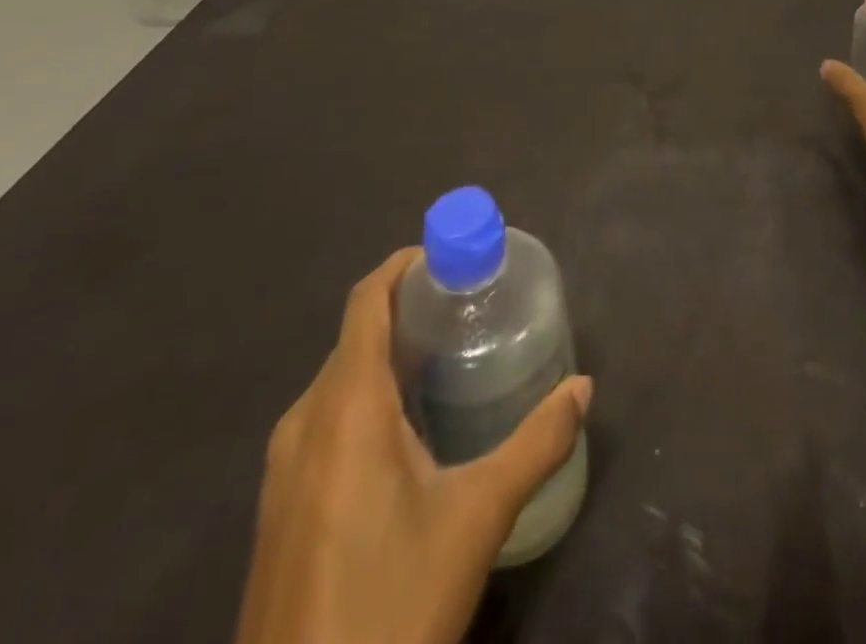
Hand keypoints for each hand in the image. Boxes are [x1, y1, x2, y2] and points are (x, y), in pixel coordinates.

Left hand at [236, 249, 592, 643]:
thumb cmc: (391, 605)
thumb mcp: (477, 518)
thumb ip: (537, 443)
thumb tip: (584, 388)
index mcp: (345, 406)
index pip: (368, 299)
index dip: (406, 266)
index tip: (454, 259)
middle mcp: (305, 421)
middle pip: (357, 335)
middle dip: (410, 310)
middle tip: (470, 309)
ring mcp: (283, 468)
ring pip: (341, 380)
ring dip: (389, 355)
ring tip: (448, 359)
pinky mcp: (280, 507)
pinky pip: (326, 420)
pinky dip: (368, 397)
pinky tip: (409, 431)